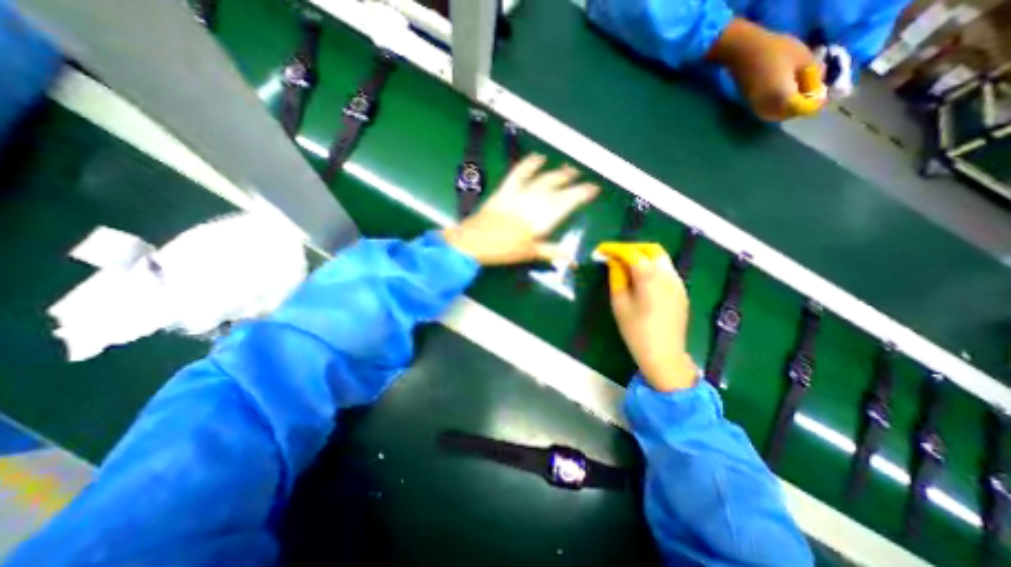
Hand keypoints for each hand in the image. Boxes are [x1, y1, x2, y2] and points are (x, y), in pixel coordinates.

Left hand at [444, 152, 597, 265]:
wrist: (474, 242)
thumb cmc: (503, 250)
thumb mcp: (529, 253)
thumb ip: (550, 251)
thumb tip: (570, 256)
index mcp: (542, 219)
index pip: (568, 203)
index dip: (582, 194)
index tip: (593, 189)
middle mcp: (534, 202)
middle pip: (557, 188)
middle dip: (572, 181)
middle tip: (581, 176)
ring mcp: (520, 194)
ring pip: (542, 179)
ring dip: (556, 172)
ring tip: (567, 167)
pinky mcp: (505, 190)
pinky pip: (519, 173)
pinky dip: (528, 164)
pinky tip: (537, 157)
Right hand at [595, 241, 699, 391]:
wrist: (664, 355)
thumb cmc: (636, 331)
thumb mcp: (620, 304)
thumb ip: (617, 278)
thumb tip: (613, 262)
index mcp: (649, 277)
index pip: (631, 253)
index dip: (614, 248)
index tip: (600, 249)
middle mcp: (667, 274)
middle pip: (650, 249)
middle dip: (631, 248)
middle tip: (614, 255)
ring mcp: (677, 282)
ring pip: (661, 257)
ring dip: (642, 254)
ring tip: (626, 263)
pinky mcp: (681, 290)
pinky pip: (666, 269)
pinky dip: (652, 265)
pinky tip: (641, 276)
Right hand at [706, 18, 823, 118]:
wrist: (746, 55)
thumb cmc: (778, 52)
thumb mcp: (805, 59)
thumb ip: (814, 76)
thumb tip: (818, 88)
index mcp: (784, 98)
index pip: (803, 109)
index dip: (816, 103)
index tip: (824, 95)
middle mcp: (769, 109)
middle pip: (789, 115)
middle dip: (801, 107)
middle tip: (811, 93)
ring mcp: (758, 108)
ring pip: (777, 116)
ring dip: (789, 109)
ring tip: (798, 94)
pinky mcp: (752, 106)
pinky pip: (768, 112)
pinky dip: (778, 108)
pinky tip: (783, 97)